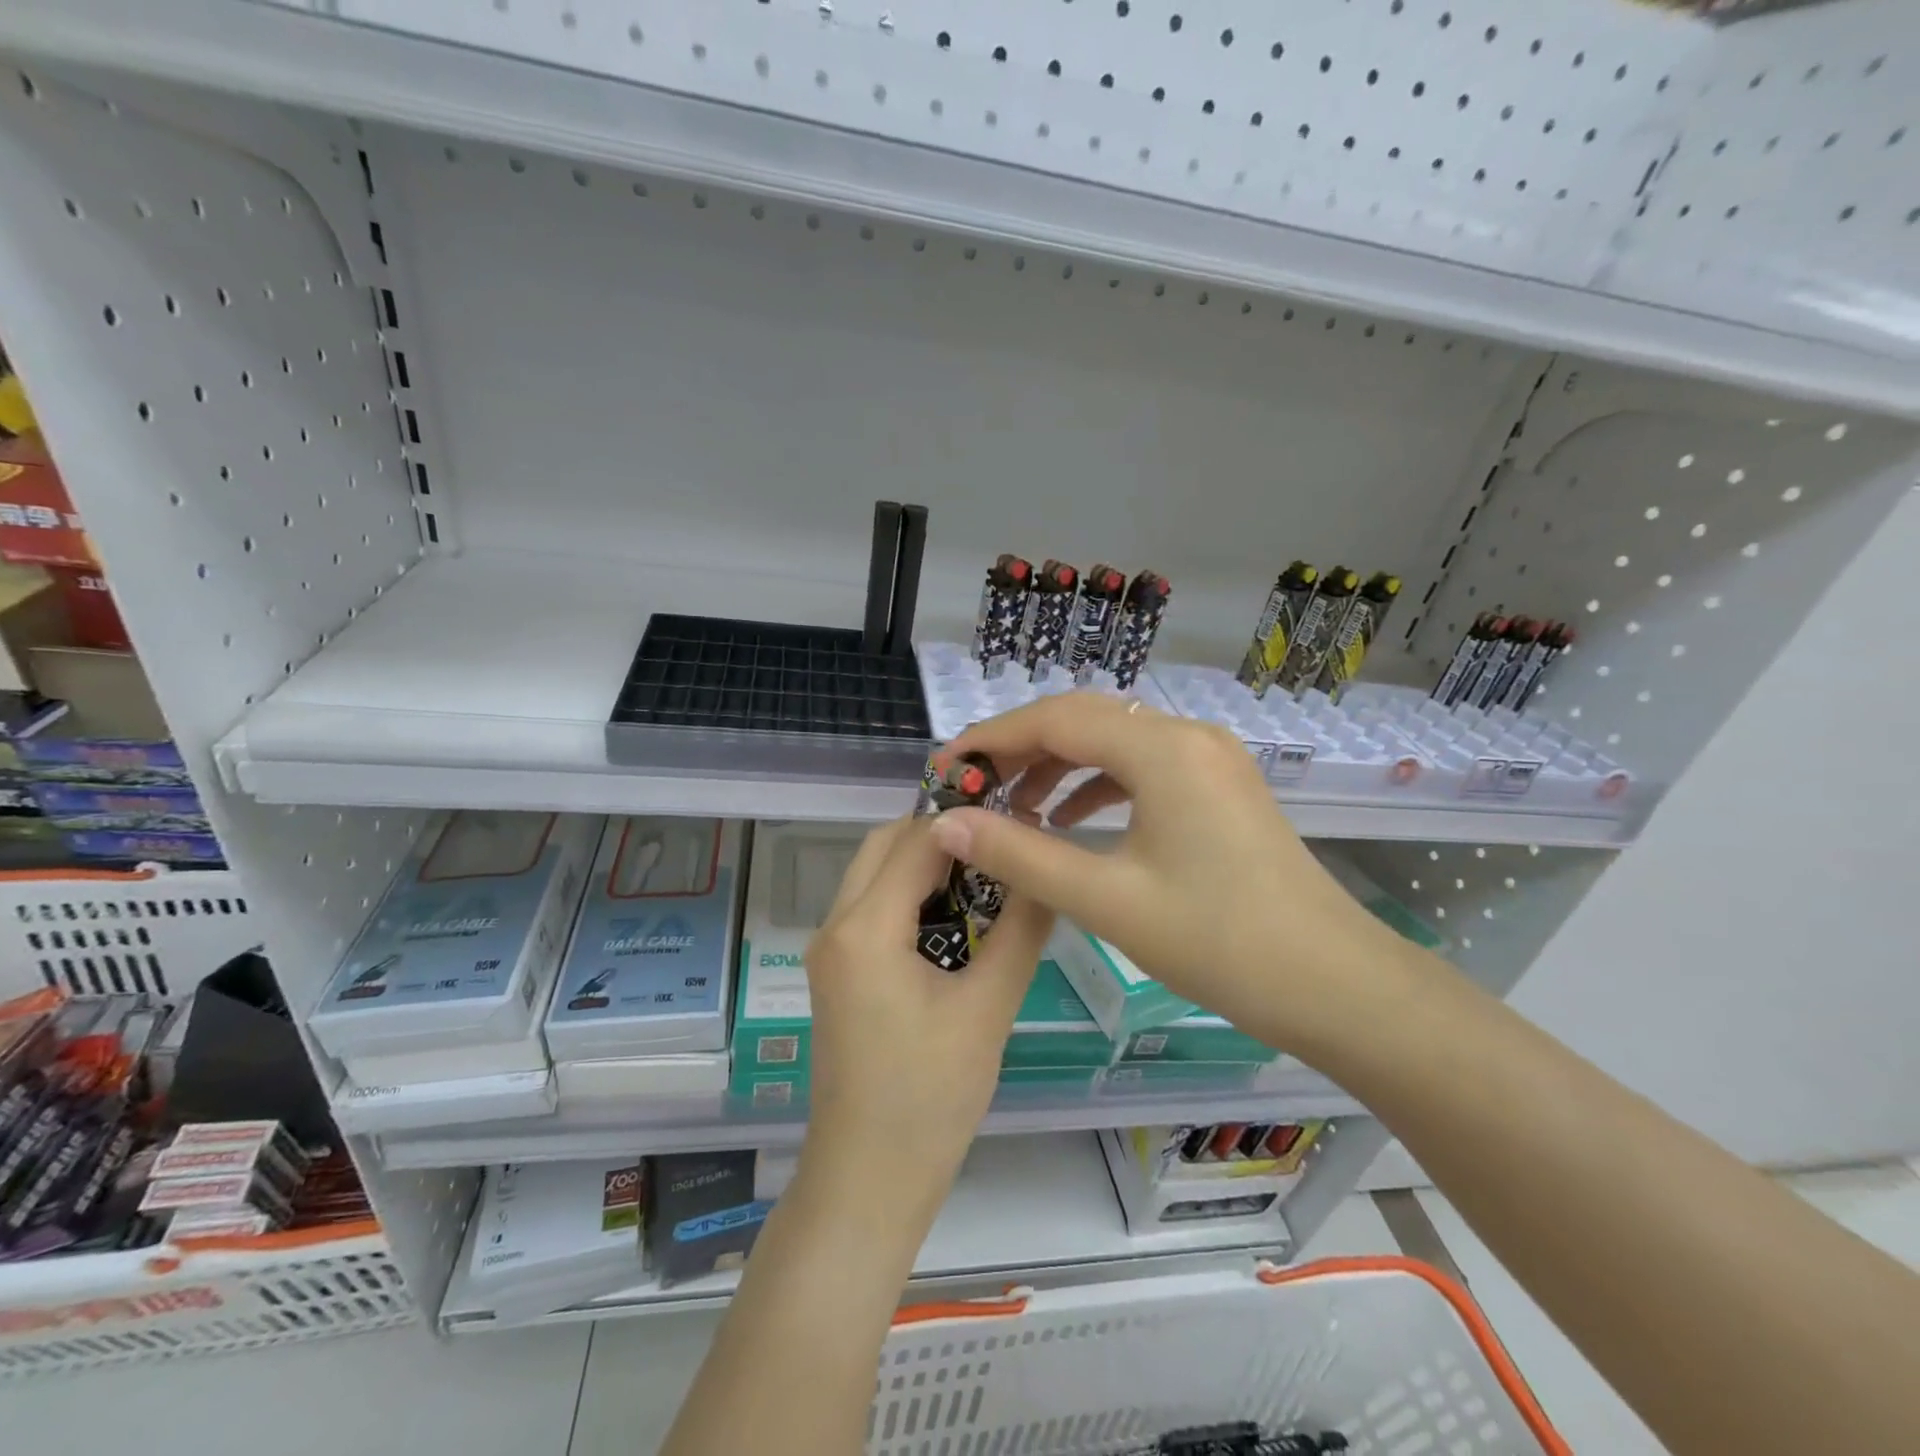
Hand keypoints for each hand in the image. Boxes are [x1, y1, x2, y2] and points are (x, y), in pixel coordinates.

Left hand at [799, 815, 1054, 1226]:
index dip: (969, 822)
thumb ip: (1021, 930)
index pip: (917, 841)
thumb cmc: (929, 1099)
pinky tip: (960, 917)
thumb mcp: (988, 1009)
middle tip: (1003, 845)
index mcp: (864, 928)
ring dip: (927, 864)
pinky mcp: (839, 972)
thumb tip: (1047, 870)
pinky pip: (874, 907)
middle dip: (943, 835)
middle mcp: (836, 925)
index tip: (1021, 818)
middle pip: (885, 845)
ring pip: (877, 873)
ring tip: (989, 876)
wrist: (868, 1181)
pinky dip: (912, 894)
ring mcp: (831, 950)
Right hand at [927, 695, 1422, 1065]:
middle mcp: (1187, 735)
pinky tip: (1071, 821)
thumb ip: (1020, 854)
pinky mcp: (1218, 785)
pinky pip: (1142, 767)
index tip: (944, 766)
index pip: (1055, 719)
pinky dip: (1097, 785)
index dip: (992, 738)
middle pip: (1083, 721)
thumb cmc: (1219, 942)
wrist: (1334, 984)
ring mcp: (1209, 758)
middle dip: (1021, 750)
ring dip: (1058, 767)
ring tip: (1013, 809)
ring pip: (1113, 742)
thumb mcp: (1107, 899)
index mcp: (1162, 750)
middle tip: (971, 788)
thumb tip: (947, 823)